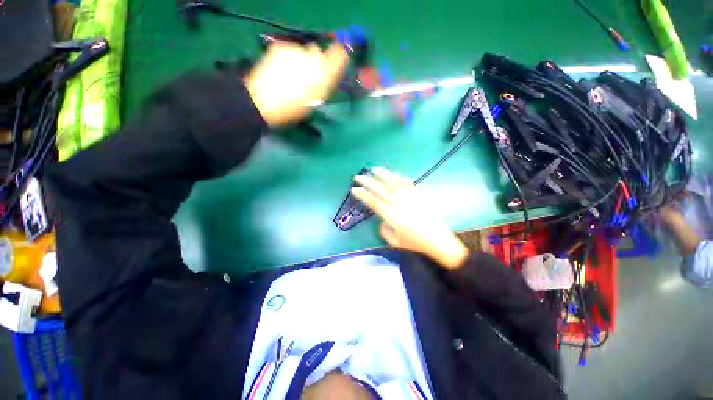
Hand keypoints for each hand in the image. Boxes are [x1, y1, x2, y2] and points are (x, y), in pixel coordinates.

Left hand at [245, 42, 348, 126]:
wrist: (265, 101)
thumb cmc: (294, 108)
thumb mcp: (316, 101)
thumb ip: (326, 85)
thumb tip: (331, 74)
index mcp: (325, 75)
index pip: (339, 55)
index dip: (339, 57)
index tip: (335, 65)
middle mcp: (314, 58)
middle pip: (319, 53)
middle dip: (317, 62)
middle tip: (309, 77)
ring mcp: (297, 50)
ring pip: (304, 52)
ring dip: (302, 60)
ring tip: (292, 76)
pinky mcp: (281, 47)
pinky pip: (290, 50)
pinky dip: (289, 58)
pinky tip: (281, 70)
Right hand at [351, 167, 468, 268]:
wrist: (439, 241)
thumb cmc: (416, 244)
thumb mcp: (396, 243)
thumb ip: (385, 231)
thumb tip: (381, 221)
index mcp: (393, 217)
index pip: (374, 202)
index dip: (363, 195)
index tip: (354, 189)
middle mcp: (400, 205)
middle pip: (381, 190)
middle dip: (368, 182)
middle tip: (359, 176)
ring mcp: (411, 198)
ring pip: (394, 183)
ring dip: (383, 175)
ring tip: (374, 169)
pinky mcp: (420, 195)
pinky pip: (409, 184)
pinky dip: (400, 177)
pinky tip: (394, 173)